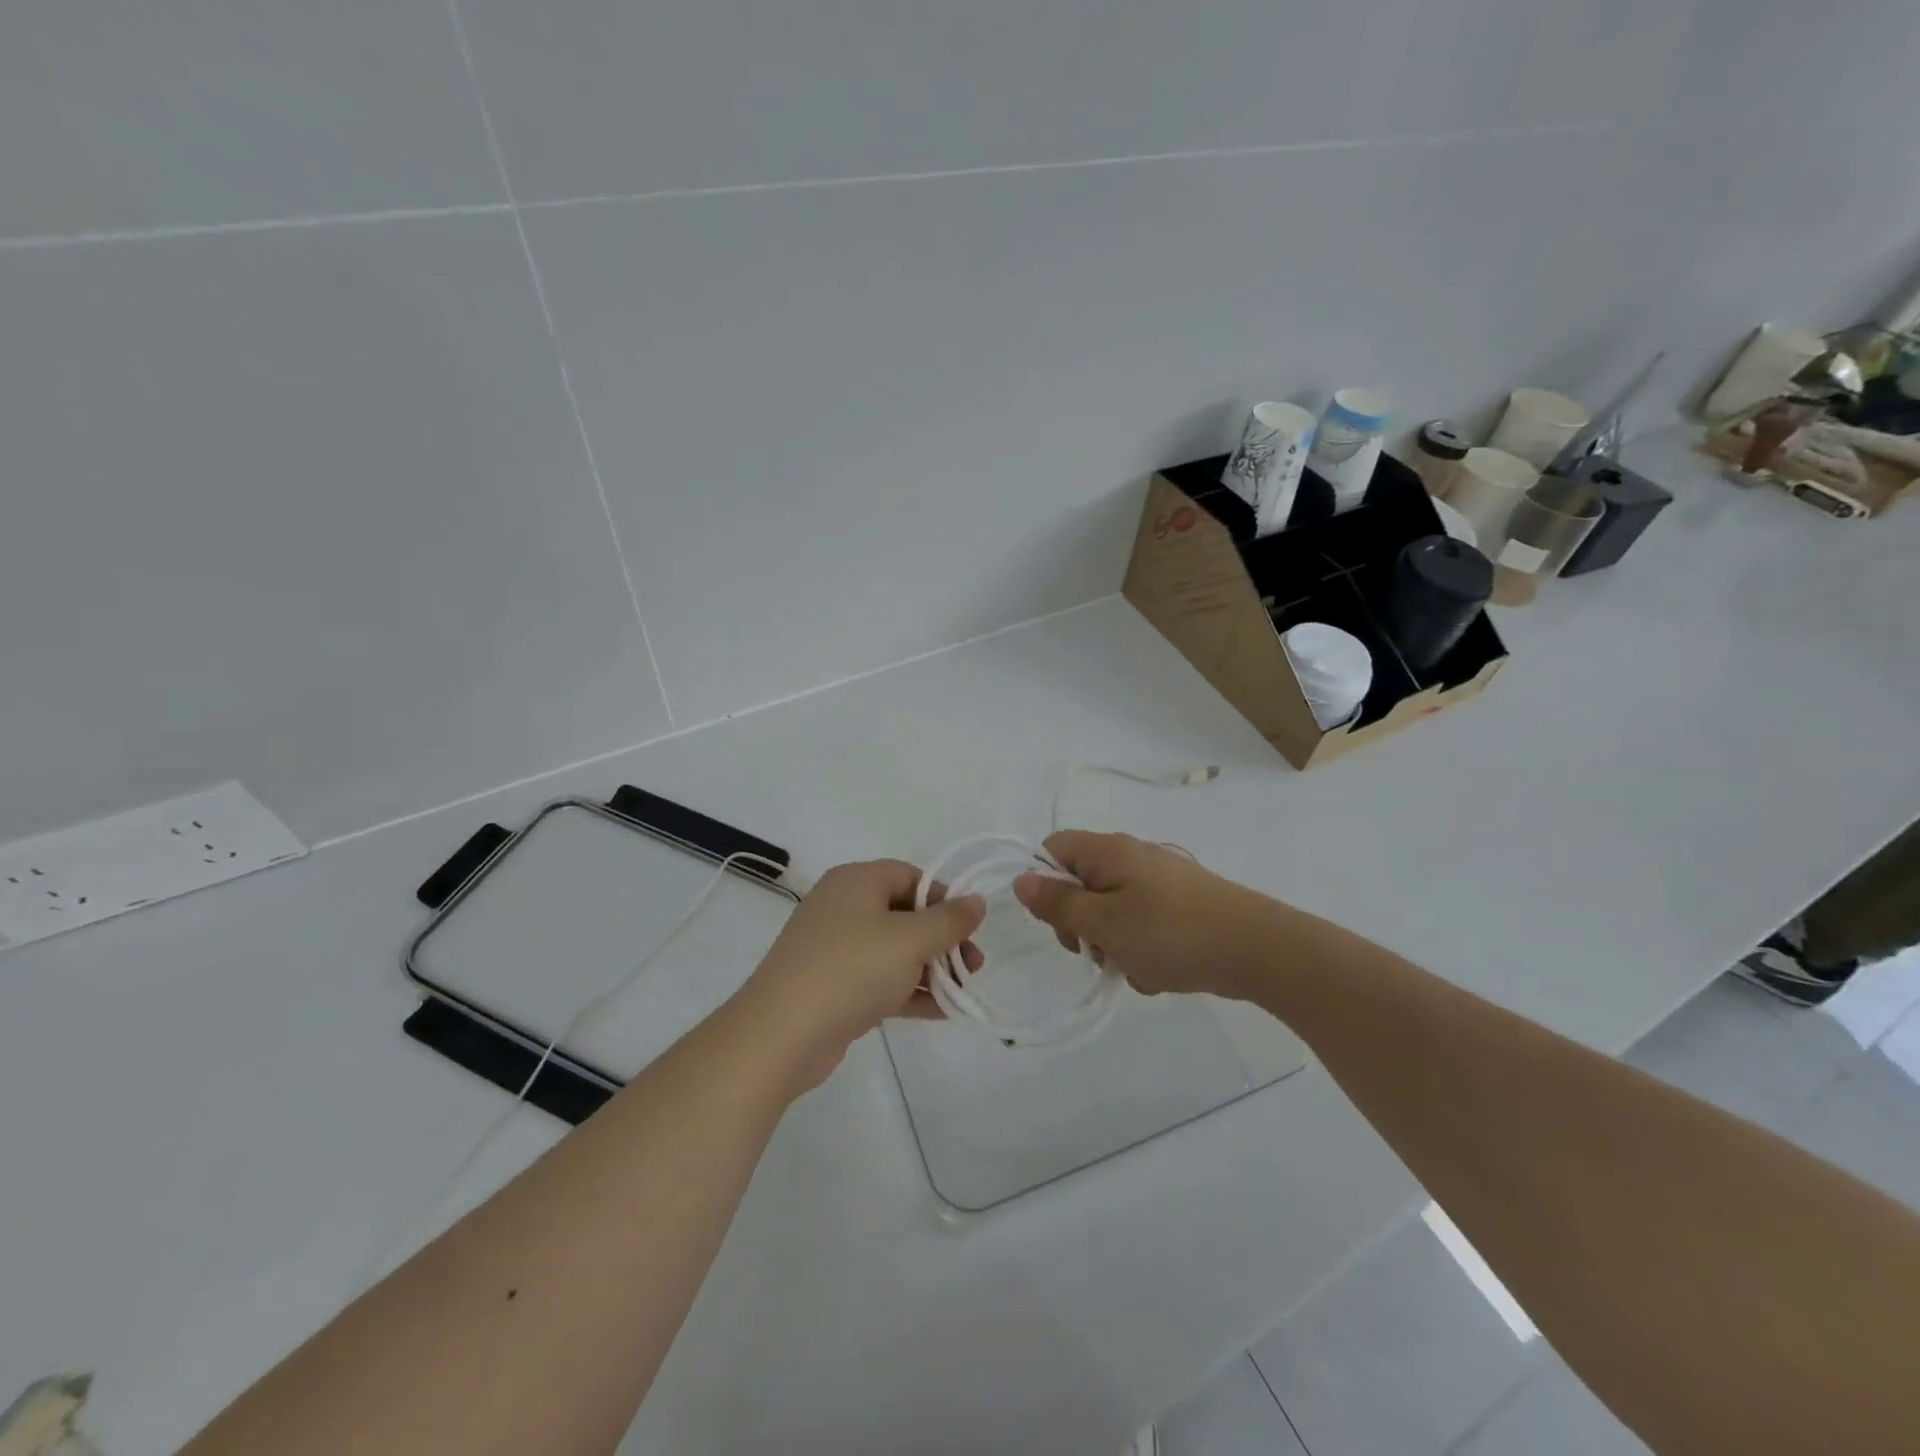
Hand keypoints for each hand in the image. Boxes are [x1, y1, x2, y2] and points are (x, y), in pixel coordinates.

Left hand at [740, 860, 983, 1090]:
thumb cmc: (852, 969)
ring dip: (930, 968)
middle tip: (973, 965)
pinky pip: (879, 979)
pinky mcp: (831, 986)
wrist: (781, 1034)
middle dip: (942, 939)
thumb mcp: (910, 940)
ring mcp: (834, 948)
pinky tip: (942, 1011)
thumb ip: (949, 920)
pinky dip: (908, 990)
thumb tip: (977, 901)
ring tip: (962, 991)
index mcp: (856, 881)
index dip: (944, 898)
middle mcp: (842, 907)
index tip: (970, 927)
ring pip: (893, 950)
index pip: (910, 876)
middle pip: (904, 913)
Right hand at [1012, 831, 1274, 1000]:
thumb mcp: (1102, 924)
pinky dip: (1141, 948)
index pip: (1052, 849)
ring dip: (1112, 943)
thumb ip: (1058, 904)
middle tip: (1097, 952)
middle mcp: (1131, 856)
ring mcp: (1159, 879)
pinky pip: (1142, 922)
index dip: (1044, 884)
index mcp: (1107, 850)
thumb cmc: (1169, 933)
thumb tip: (1021, 880)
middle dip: (1081, 923)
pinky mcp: (1181, 902)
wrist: (1258, 949)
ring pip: (1112, 909)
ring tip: (1134, 969)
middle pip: (1081, 883)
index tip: (1059, 922)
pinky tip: (1159, 972)